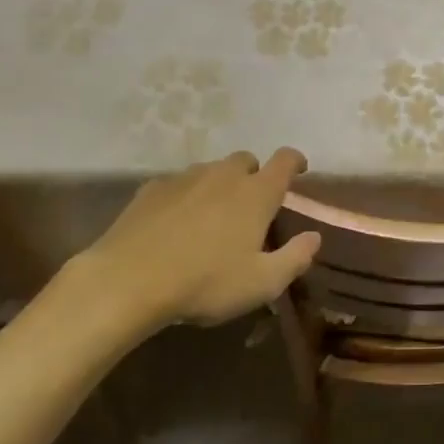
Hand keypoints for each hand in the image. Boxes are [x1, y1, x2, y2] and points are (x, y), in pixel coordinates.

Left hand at [62, 148, 320, 331]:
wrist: (128, 280)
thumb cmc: (205, 282)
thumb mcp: (262, 283)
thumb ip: (295, 258)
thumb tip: (314, 237)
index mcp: (256, 193)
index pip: (285, 160)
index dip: (295, 161)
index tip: (299, 170)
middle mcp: (224, 175)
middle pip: (246, 161)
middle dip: (253, 176)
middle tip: (251, 206)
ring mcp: (185, 178)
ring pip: (211, 170)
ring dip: (219, 185)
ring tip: (212, 216)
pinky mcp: (152, 189)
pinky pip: (178, 184)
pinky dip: (185, 196)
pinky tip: (175, 223)